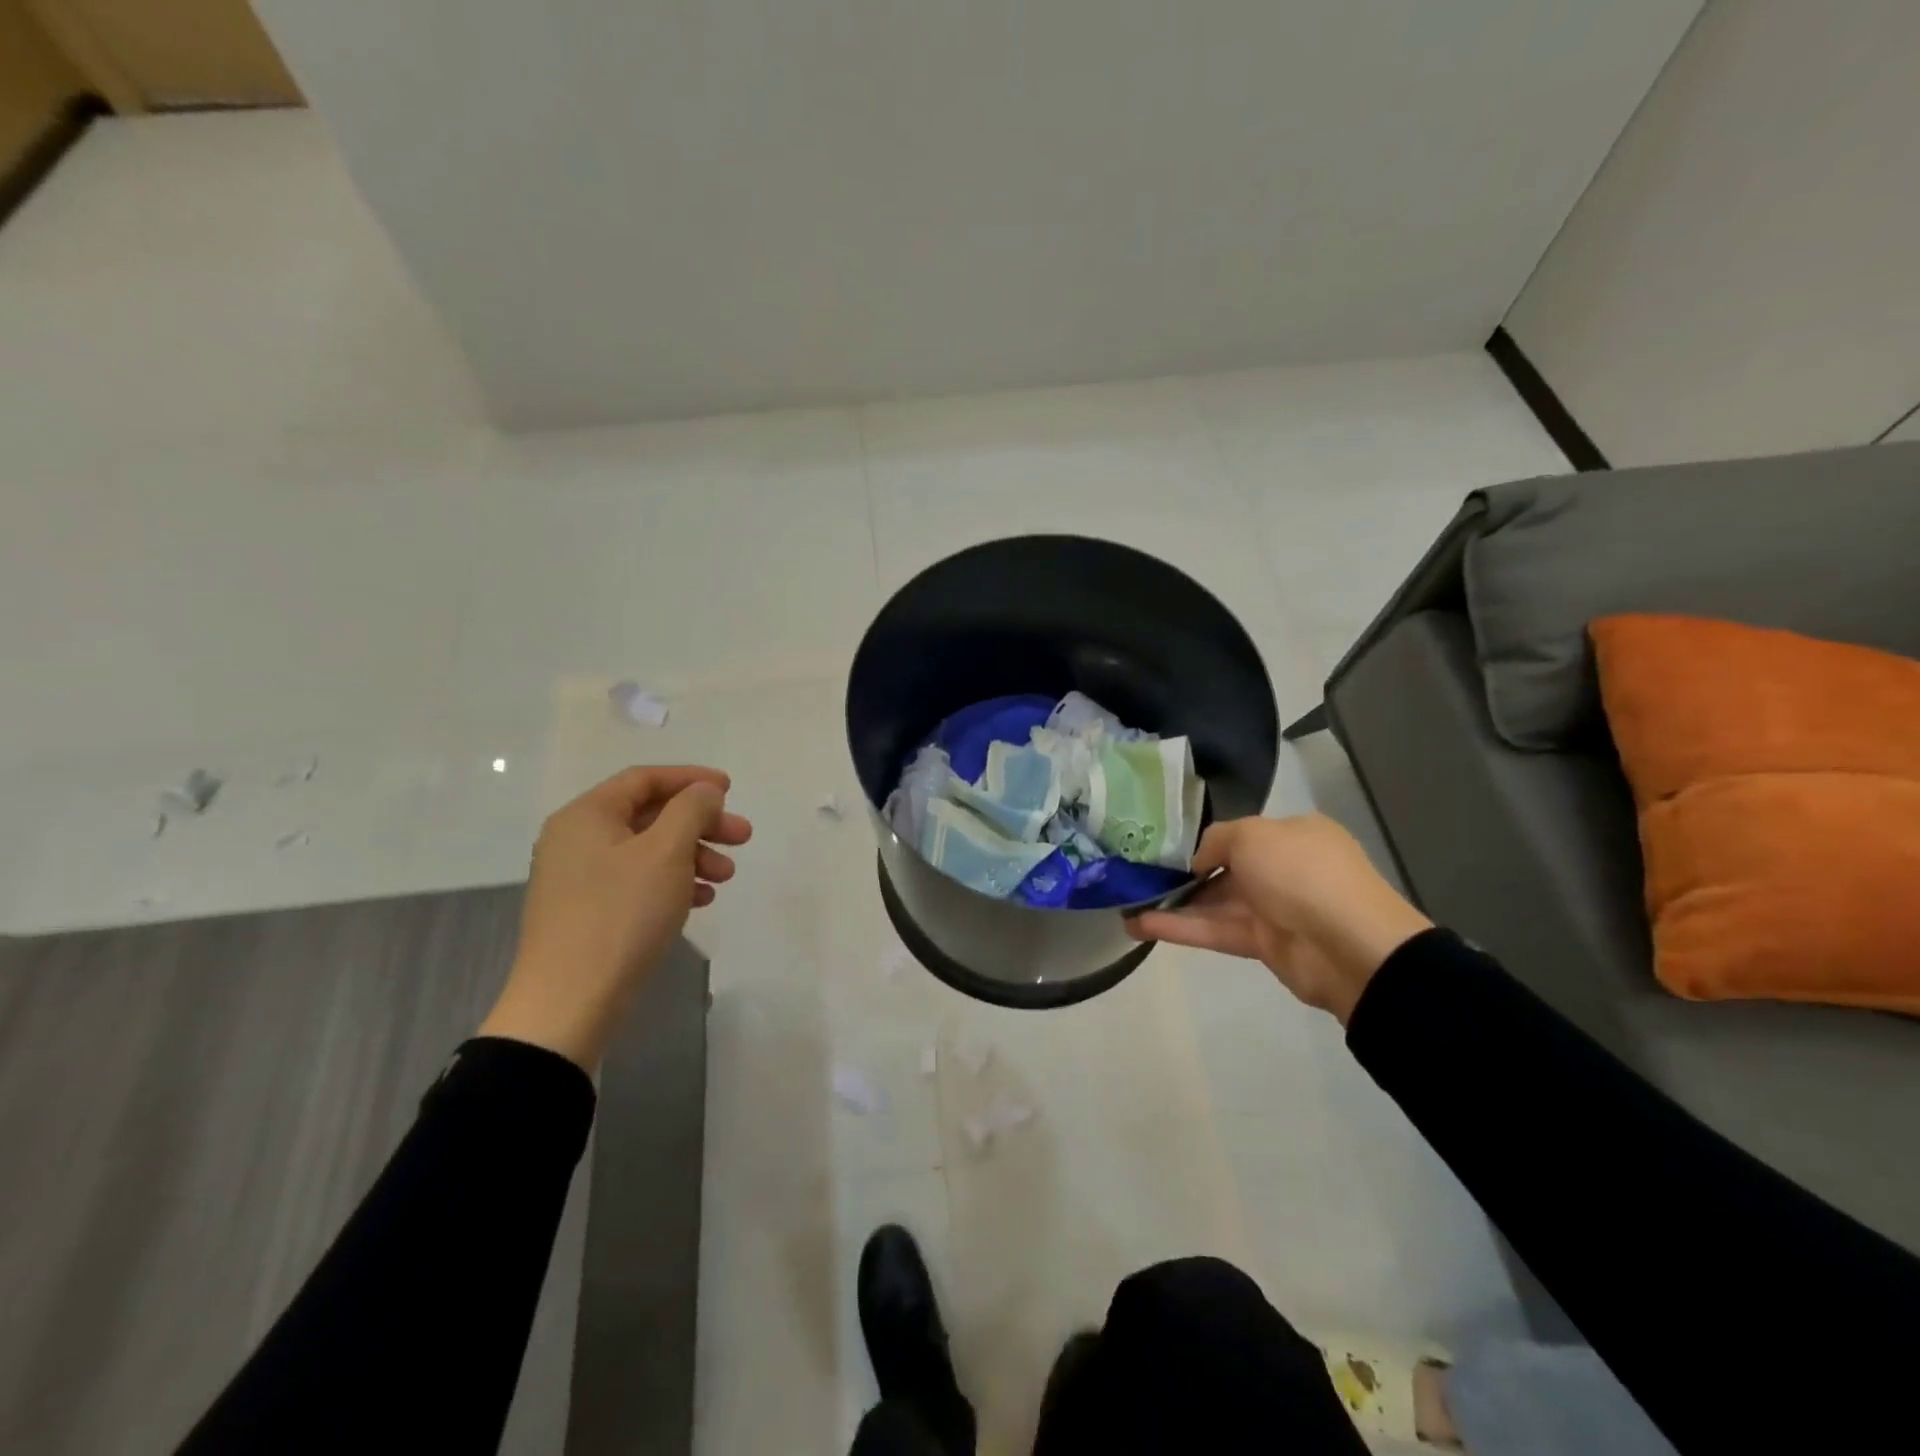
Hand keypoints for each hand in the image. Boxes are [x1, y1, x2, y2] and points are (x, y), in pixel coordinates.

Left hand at [480, 765, 752, 1070]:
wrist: (569, 1003)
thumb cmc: (621, 915)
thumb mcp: (665, 852)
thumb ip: (691, 810)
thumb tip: (704, 791)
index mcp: (587, 816)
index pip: (644, 779)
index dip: (691, 779)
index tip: (730, 789)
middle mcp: (577, 840)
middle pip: (650, 815)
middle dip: (701, 823)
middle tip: (743, 838)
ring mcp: (579, 878)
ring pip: (648, 851)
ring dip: (693, 855)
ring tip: (726, 877)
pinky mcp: (588, 912)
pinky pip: (638, 882)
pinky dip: (673, 883)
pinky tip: (701, 900)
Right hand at [1126, 813, 1430, 1022]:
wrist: (1349, 945)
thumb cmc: (1302, 872)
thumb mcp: (1252, 835)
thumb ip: (1216, 840)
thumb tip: (1197, 861)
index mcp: (1292, 835)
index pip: (1240, 834)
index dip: (1203, 840)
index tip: (1164, 846)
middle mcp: (1283, 868)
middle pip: (1224, 869)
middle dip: (1182, 873)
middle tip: (1137, 874)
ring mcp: (1273, 908)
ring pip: (1214, 902)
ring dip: (1172, 903)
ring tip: (1126, 904)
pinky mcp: (1262, 944)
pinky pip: (1215, 930)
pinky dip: (1180, 927)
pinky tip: (1140, 925)